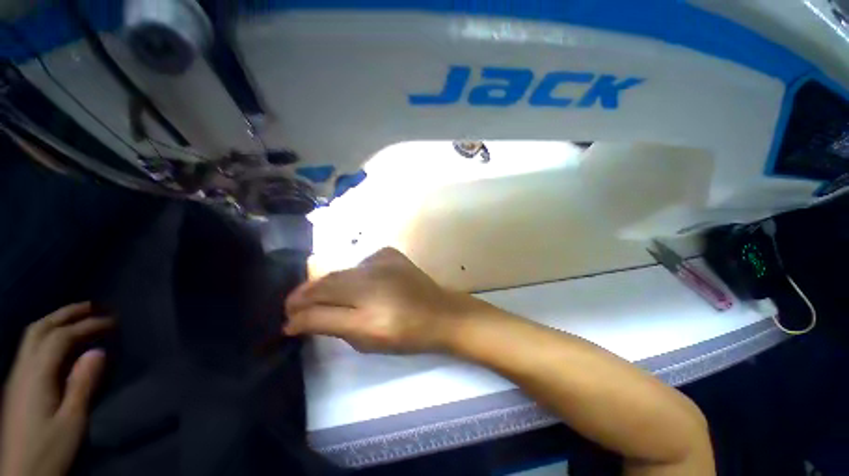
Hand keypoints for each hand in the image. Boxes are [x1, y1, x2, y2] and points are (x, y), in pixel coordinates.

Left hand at [1, 303, 113, 475]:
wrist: (21, 474)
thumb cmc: (50, 448)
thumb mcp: (72, 421)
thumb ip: (82, 385)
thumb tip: (99, 351)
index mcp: (36, 375)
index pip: (61, 337)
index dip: (87, 325)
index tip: (114, 321)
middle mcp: (23, 368)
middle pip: (41, 329)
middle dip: (67, 313)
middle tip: (95, 305)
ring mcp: (17, 376)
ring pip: (33, 336)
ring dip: (57, 321)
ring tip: (80, 317)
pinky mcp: (18, 384)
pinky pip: (31, 348)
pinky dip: (49, 335)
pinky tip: (61, 343)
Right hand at [284, 248, 484, 353]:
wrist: (440, 312)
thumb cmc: (405, 334)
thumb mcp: (365, 339)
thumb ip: (330, 326)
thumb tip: (298, 321)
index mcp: (365, 306)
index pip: (317, 304)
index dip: (298, 311)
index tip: (288, 318)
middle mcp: (369, 277)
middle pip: (326, 283)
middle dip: (306, 295)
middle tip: (297, 305)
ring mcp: (381, 260)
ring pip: (342, 271)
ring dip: (330, 284)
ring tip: (326, 295)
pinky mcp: (390, 253)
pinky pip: (362, 263)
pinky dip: (355, 274)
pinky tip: (360, 284)